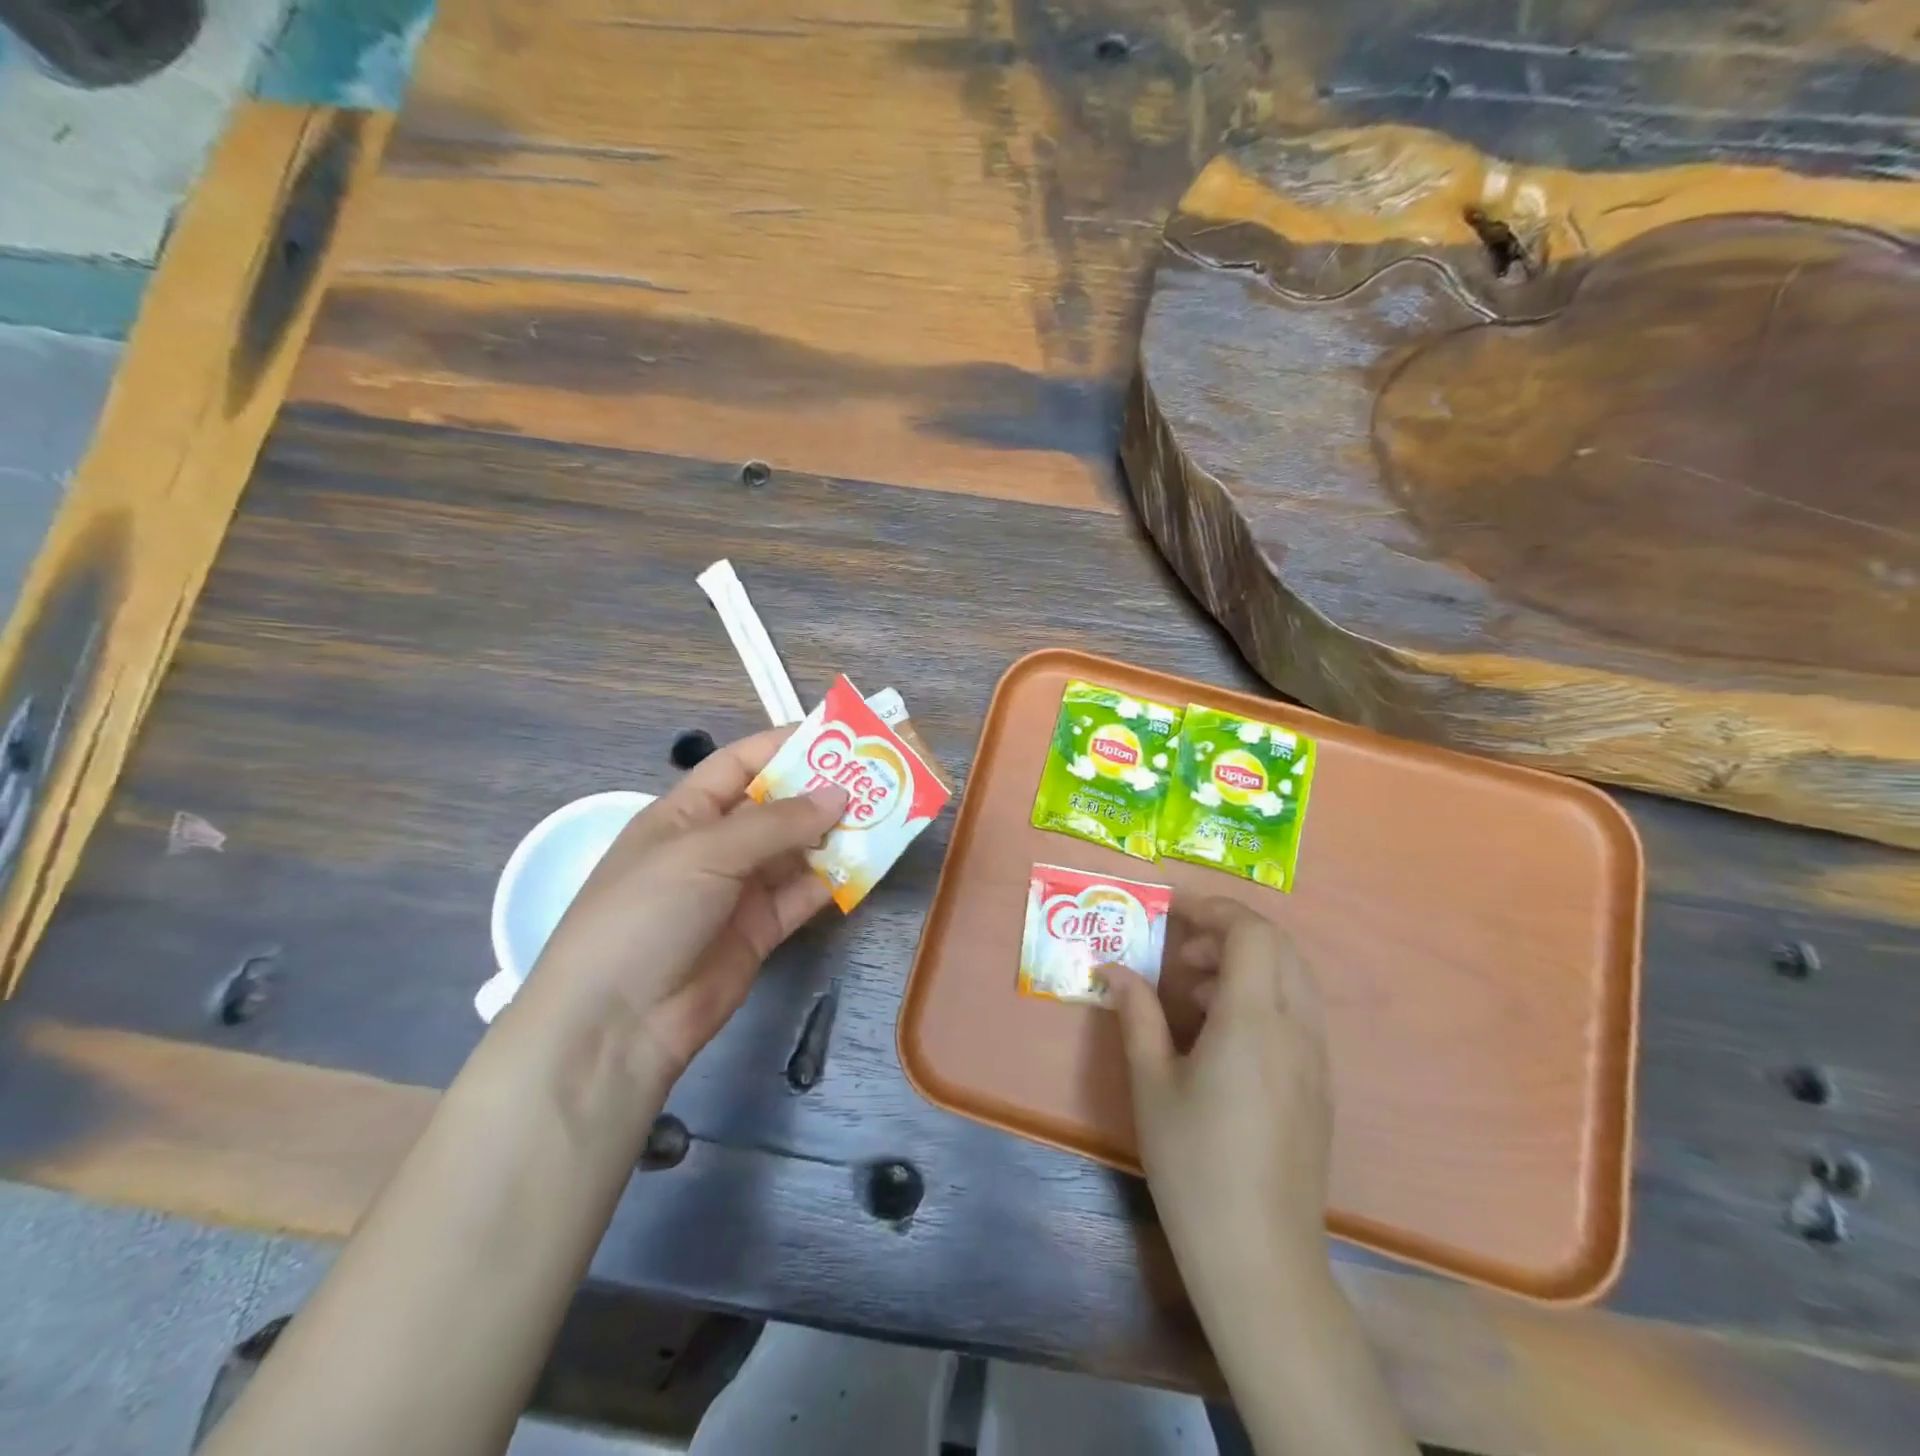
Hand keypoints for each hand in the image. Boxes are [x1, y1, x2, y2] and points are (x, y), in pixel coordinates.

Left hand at [519, 727, 846, 1100]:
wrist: (618, 1022)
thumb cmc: (648, 912)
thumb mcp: (706, 851)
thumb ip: (776, 822)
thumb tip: (839, 794)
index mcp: (687, 812)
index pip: (740, 764)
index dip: (784, 746)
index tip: (838, 737)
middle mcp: (716, 845)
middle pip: (776, 807)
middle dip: (821, 791)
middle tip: (877, 777)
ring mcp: (740, 890)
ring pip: (796, 851)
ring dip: (835, 834)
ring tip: (884, 816)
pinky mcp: (761, 930)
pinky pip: (804, 895)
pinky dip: (833, 880)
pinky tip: (866, 866)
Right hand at [1108, 897, 1332, 1294]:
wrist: (1260, 1256)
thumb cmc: (1194, 1164)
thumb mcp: (1151, 1083)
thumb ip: (1136, 1014)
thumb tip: (1113, 969)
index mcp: (1253, 1021)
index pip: (1250, 932)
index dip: (1211, 908)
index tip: (1169, 911)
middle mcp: (1295, 1028)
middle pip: (1278, 945)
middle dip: (1227, 930)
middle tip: (1179, 950)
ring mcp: (1316, 1057)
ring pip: (1294, 975)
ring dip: (1246, 961)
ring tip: (1192, 991)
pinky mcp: (1319, 1084)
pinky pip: (1299, 1010)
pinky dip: (1263, 993)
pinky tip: (1221, 1032)